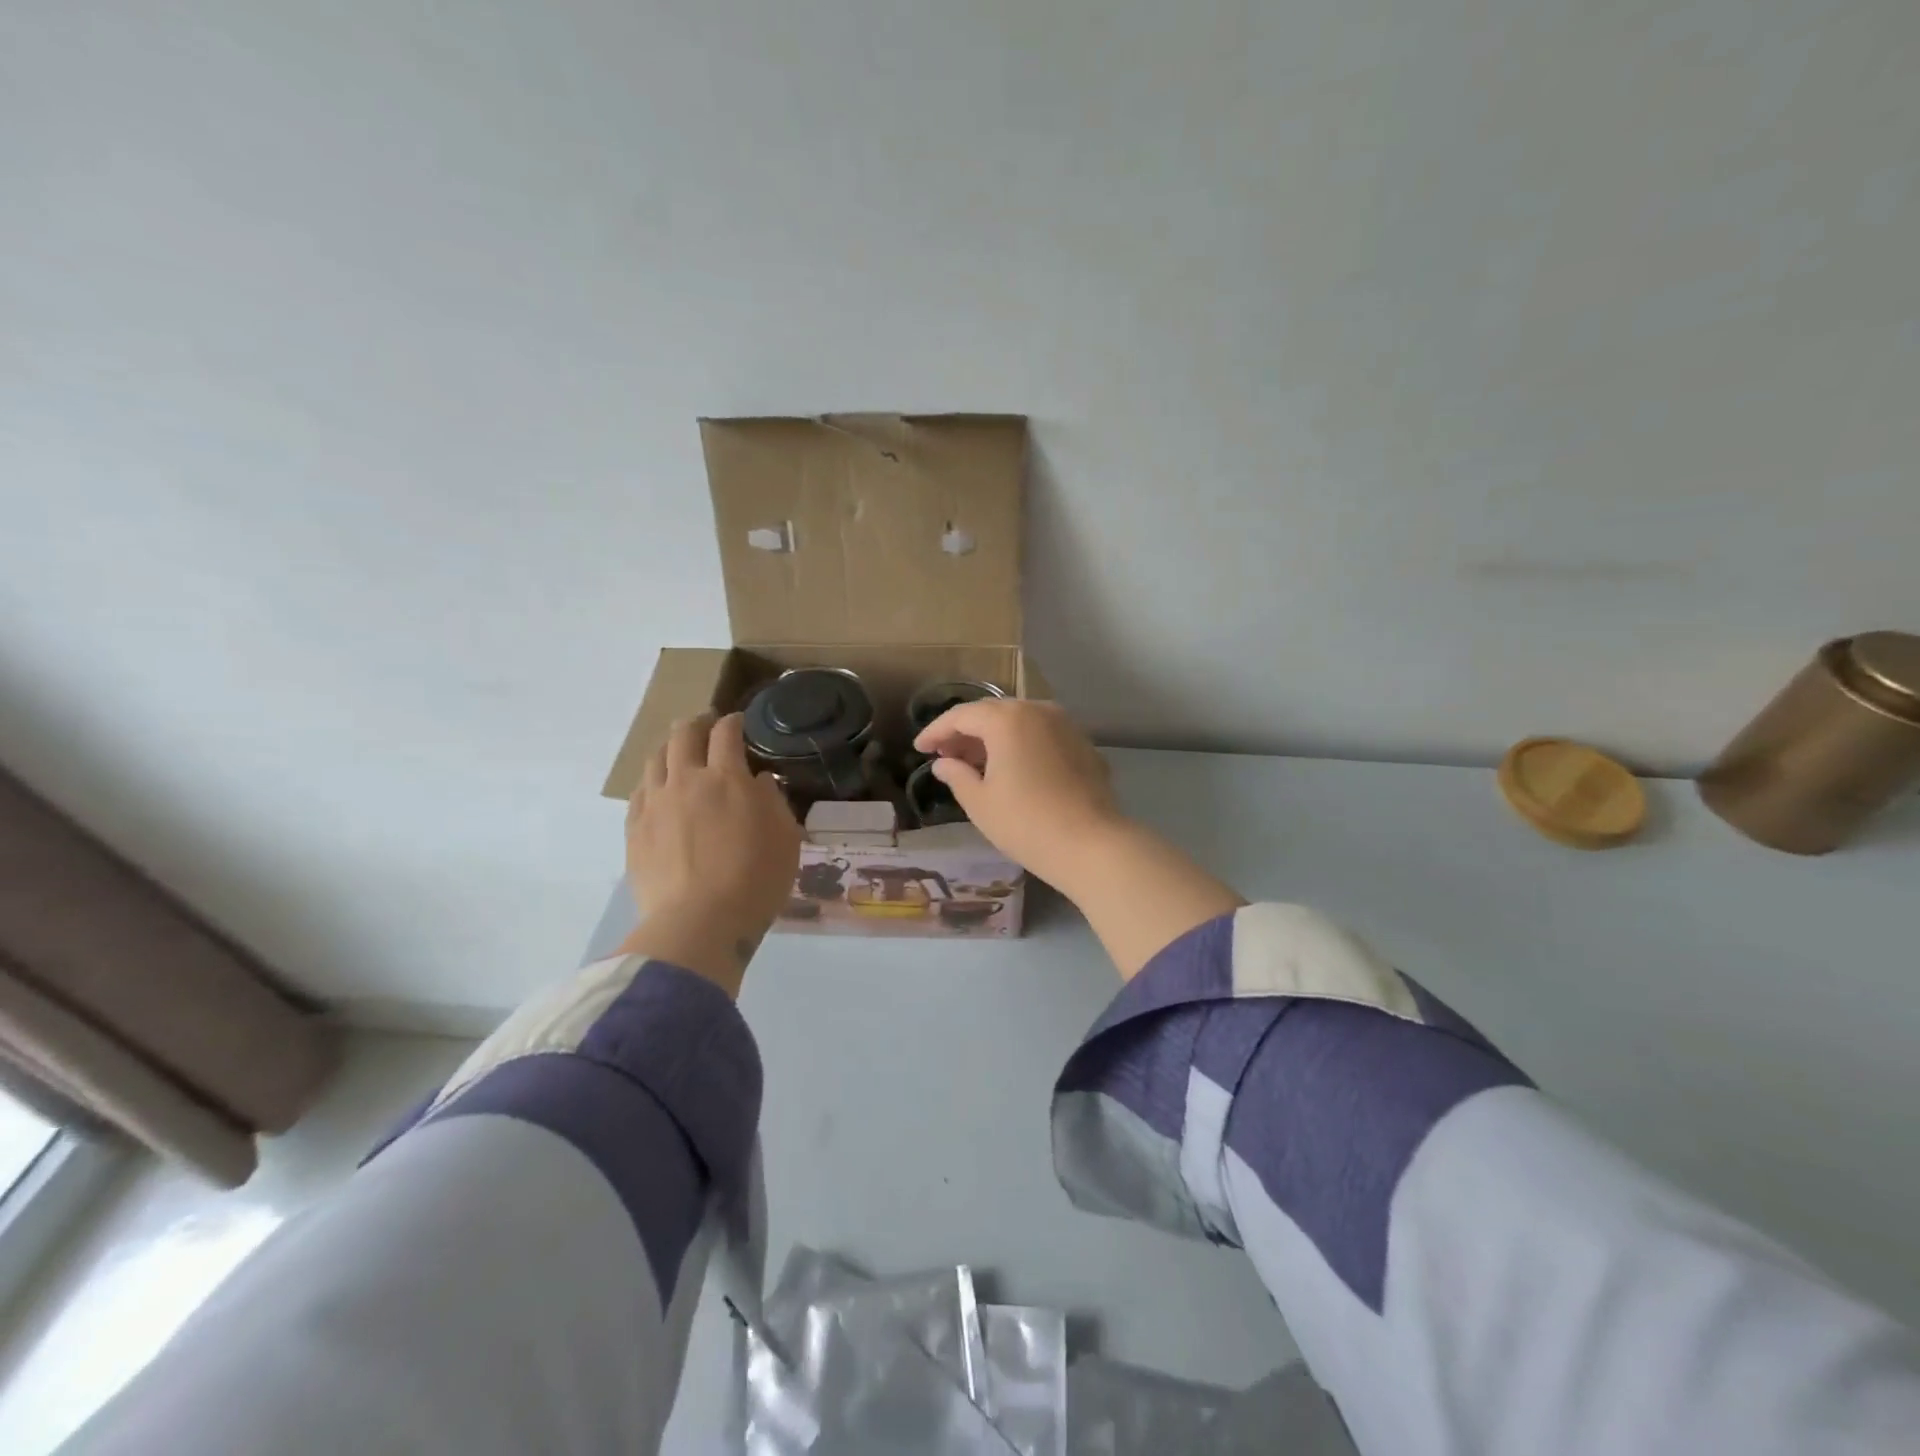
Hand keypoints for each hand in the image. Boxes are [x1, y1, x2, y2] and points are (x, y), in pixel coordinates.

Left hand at [619, 713, 802, 996]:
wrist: (698, 924)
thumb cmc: (755, 880)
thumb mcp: (786, 838)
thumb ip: (772, 800)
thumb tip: (757, 780)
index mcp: (727, 779)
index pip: (726, 733)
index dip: (733, 722)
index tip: (739, 723)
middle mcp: (686, 781)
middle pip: (684, 735)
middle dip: (697, 724)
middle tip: (707, 728)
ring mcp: (655, 804)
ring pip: (656, 758)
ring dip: (671, 748)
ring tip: (680, 754)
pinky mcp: (634, 830)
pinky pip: (639, 791)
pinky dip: (653, 781)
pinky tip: (660, 790)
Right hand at [912, 699, 1123, 889]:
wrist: (1093, 844)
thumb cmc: (1027, 824)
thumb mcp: (980, 803)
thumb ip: (957, 776)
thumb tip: (943, 763)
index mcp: (1007, 719)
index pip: (961, 716)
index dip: (936, 731)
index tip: (919, 748)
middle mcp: (1037, 710)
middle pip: (992, 712)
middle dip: (965, 732)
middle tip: (945, 755)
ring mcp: (1065, 725)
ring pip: (1019, 721)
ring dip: (994, 737)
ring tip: (976, 763)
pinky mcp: (1083, 744)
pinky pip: (1042, 734)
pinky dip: (1021, 744)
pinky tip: (1013, 768)